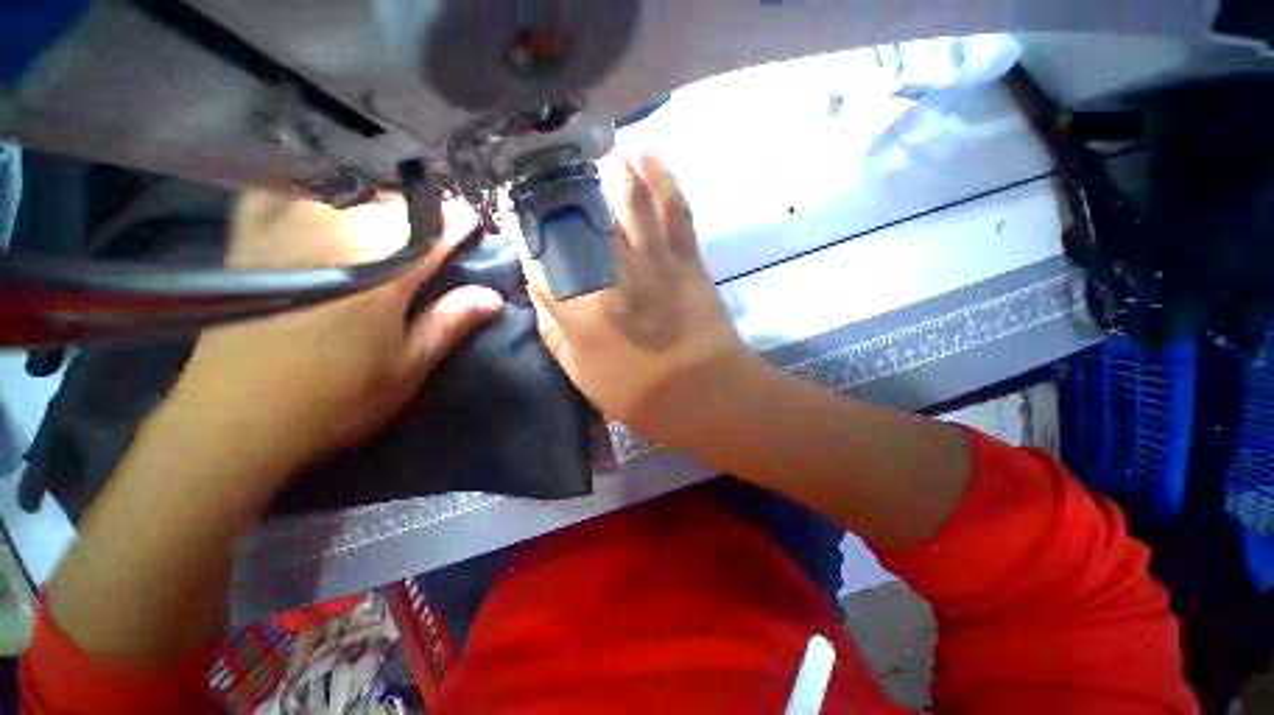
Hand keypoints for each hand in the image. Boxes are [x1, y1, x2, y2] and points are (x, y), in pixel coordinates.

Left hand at [164, 191, 502, 491]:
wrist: (237, 419)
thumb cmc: (336, 397)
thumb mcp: (407, 367)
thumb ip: (450, 323)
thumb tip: (493, 296)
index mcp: (382, 274)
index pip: (433, 232)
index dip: (458, 222)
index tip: (472, 221)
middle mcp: (335, 239)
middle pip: (390, 204)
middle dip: (422, 209)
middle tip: (437, 222)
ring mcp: (286, 234)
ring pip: (342, 192)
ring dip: (374, 197)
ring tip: (390, 210)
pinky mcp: (249, 242)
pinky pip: (278, 194)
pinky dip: (303, 188)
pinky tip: (317, 199)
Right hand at [522, 152, 750, 442]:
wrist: (704, 392)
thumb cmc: (640, 393)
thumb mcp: (582, 375)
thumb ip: (555, 335)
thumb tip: (542, 298)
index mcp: (580, 310)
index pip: (540, 262)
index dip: (525, 239)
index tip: (516, 219)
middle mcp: (611, 275)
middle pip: (578, 220)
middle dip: (558, 192)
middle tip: (547, 172)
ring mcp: (652, 261)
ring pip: (628, 201)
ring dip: (611, 169)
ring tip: (599, 149)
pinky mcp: (685, 259)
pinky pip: (673, 209)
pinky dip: (662, 177)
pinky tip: (649, 153)